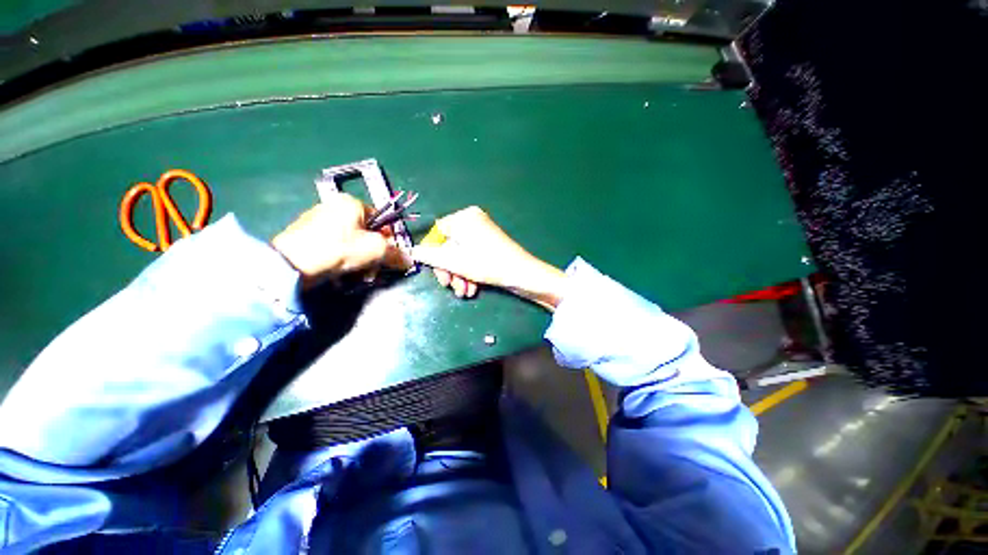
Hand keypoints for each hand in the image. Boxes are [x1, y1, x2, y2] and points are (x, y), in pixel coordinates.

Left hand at [272, 193, 410, 287]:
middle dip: (373, 253)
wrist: (291, 264)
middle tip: (373, 269)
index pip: (381, 219)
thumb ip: (396, 253)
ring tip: (357, 274)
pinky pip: (334, 245)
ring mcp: (317, 220)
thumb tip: (410, 260)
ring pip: (351, 241)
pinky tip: (341, 272)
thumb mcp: (375, 250)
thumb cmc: (339, 249)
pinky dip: (342, 258)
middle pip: (366, 232)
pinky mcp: (305, 235)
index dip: (388, 238)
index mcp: (351, 203)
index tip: (389, 255)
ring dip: (360, 259)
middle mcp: (333, 206)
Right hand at [412, 206, 565, 309]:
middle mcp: (473, 221)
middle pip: (449, 246)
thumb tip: (412, 251)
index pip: (437, 233)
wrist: (522, 274)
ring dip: (459, 275)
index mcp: (464, 218)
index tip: (437, 274)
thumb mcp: (455, 262)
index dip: (434, 255)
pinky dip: (470, 272)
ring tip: (464, 292)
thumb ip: (430, 256)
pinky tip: (472, 288)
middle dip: (449, 270)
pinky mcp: (490, 244)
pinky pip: (472, 256)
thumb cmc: (487, 264)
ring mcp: (483, 232)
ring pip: (461, 254)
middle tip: (450, 286)